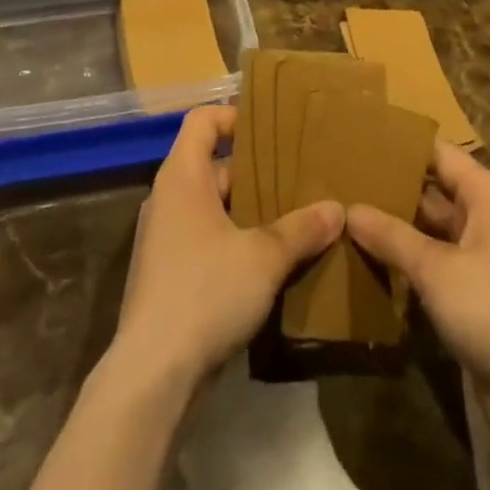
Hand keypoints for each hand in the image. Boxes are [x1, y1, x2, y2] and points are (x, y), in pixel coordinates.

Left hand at [111, 105, 342, 390]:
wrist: (152, 374)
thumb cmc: (205, 292)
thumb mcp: (263, 257)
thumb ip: (300, 229)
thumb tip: (337, 209)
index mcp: (182, 177)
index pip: (202, 121)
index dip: (234, 116)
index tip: (273, 129)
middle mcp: (168, 199)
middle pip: (213, 164)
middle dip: (256, 170)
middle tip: (299, 177)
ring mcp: (165, 238)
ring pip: (213, 206)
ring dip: (249, 210)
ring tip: (295, 218)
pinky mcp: (168, 274)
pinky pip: (206, 239)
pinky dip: (235, 241)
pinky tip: (271, 262)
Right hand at [347, 141, 489, 409]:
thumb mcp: (437, 269)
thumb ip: (392, 236)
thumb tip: (349, 209)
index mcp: (487, 197)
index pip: (439, 154)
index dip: (401, 145)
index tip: (357, 139)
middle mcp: (487, 221)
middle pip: (433, 193)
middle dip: (391, 189)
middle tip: (338, 181)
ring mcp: (482, 263)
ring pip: (430, 234)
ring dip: (395, 230)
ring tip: (343, 217)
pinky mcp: (476, 302)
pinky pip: (434, 271)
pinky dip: (406, 267)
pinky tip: (367, 265)